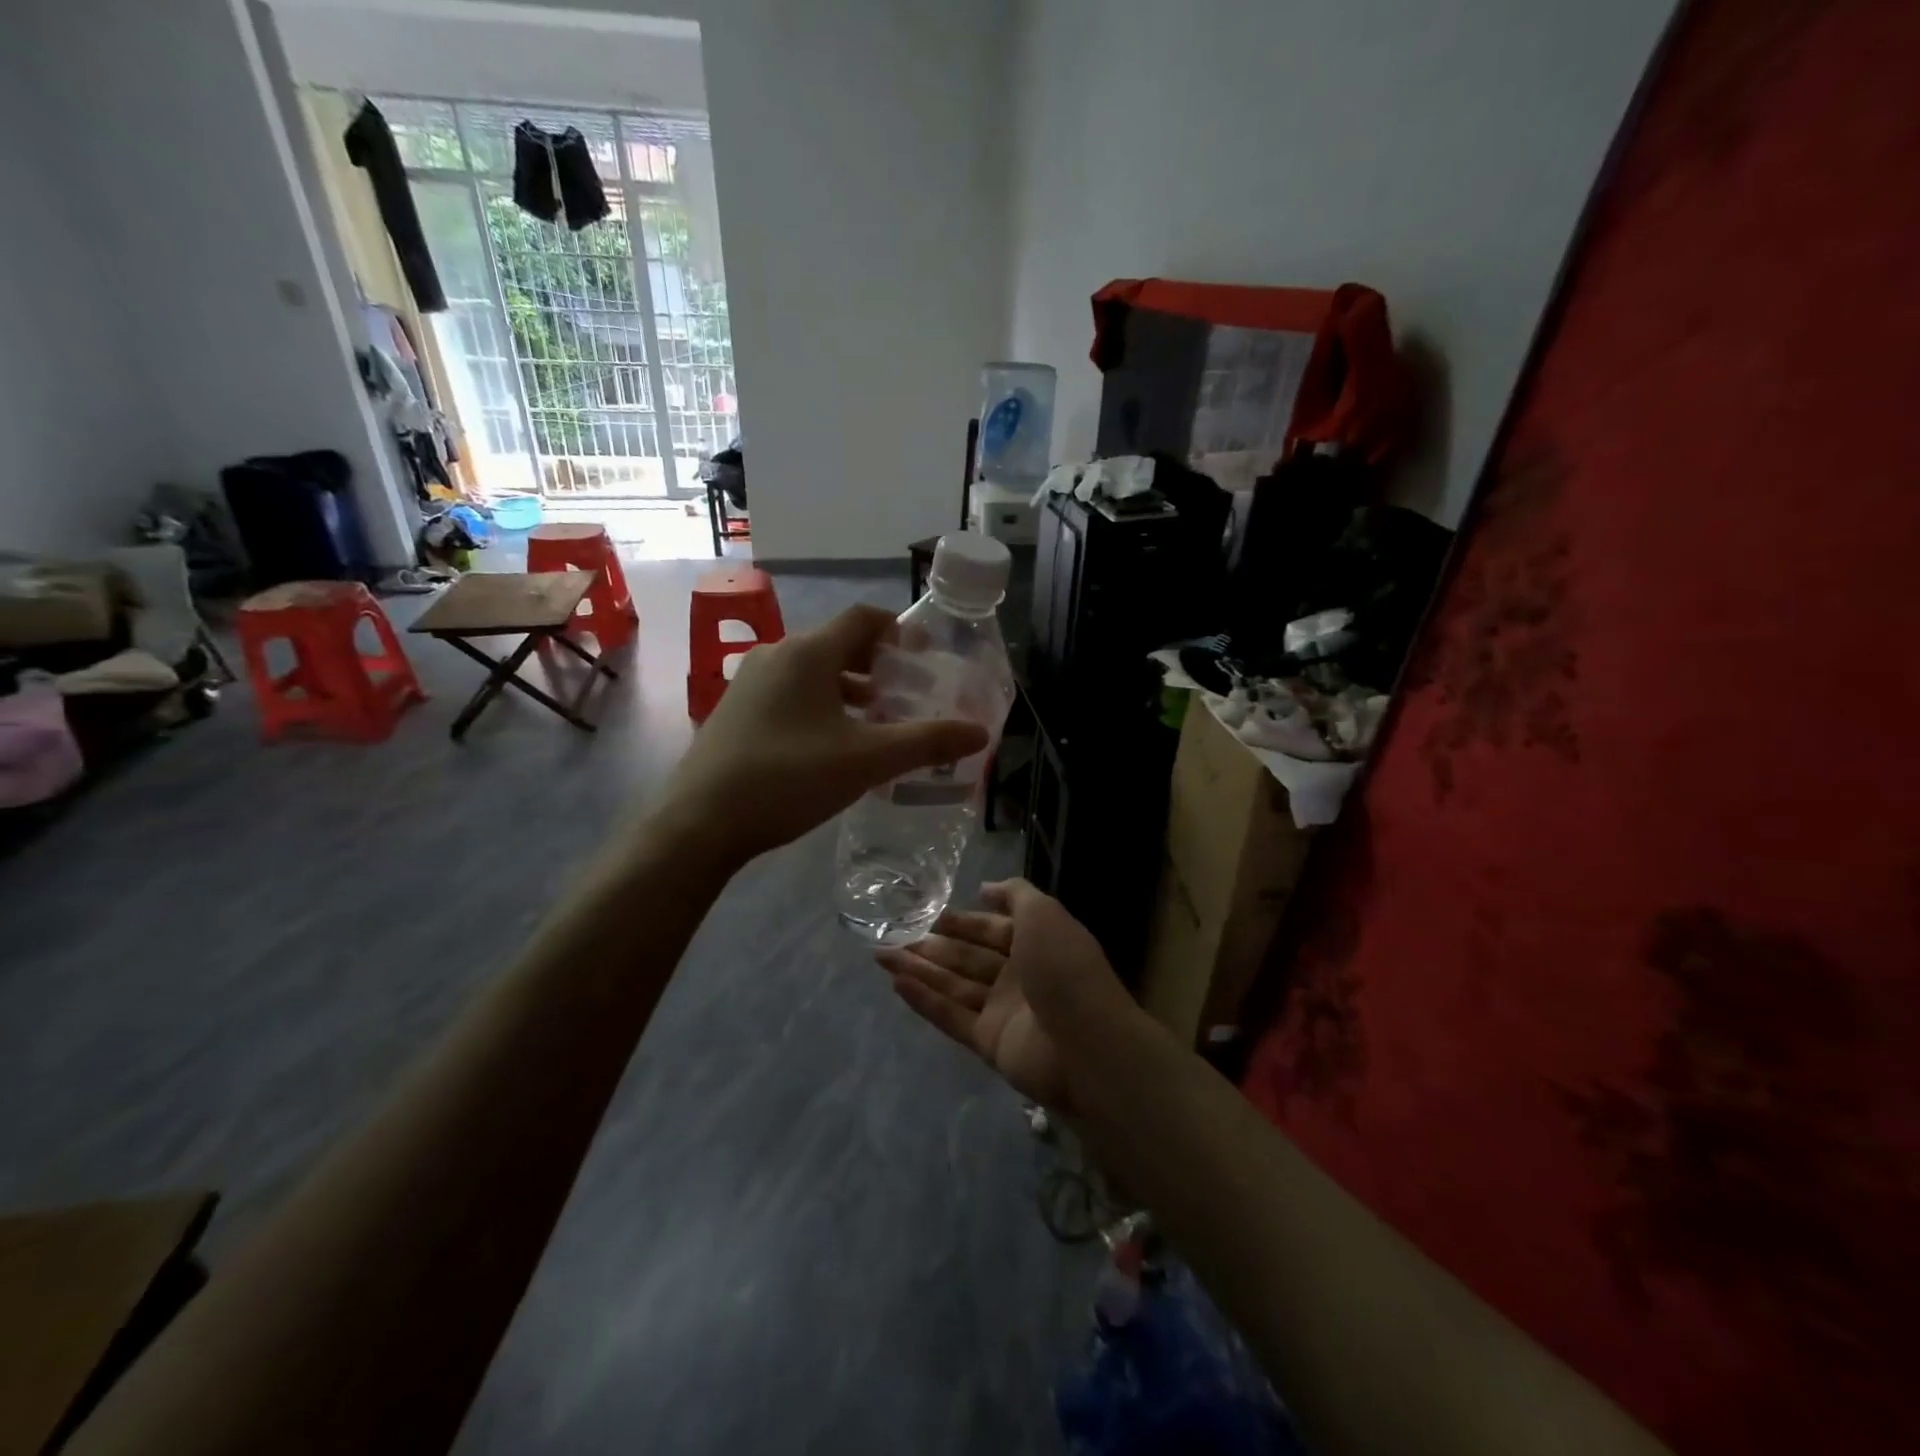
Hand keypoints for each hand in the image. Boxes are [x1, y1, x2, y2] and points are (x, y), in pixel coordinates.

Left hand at [659, 603, 987, 867]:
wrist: (700, 822)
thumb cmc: (788, 778)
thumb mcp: (867, 760)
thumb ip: (926, 742)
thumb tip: (979, 732)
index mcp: (808, 653)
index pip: (863, 618)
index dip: (899, 631)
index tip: (925, 655)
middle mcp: (776, 656)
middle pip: (838, 644)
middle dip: (877, 664)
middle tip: (908, 693)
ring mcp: (749, 683)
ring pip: (812, 672)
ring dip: (849, 688)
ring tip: (877, 719)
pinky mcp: (736, 712)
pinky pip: (790, 693)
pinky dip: (821, 705)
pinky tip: (832, 744)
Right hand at [876, 879, 1140, 1113]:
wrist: (1087, 1044)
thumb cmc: (1065, 968)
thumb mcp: (1044, 914)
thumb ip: (1015, 895)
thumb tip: (985, 888)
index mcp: (1036, 944)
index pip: (993, 929)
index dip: (964, 921)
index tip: (931, 915)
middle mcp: (1019, 976)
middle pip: (968, 958)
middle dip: (933, 947)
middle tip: (893, 936)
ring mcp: (1003, 1011)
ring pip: (954, 986)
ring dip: (919, 971)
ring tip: (881, 957)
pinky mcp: (989, 1042)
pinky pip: (951, 1017)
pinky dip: (924, 1001)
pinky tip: (896, 985)